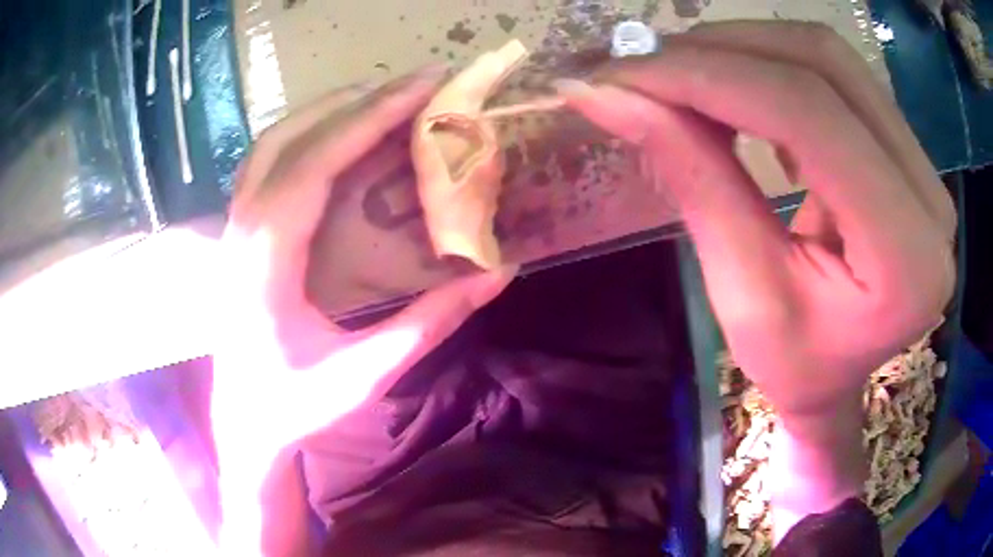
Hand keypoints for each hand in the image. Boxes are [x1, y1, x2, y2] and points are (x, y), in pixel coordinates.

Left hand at [211, 67, 514, 464]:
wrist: (243, 425)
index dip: (371, 118)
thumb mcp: (365, 375)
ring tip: (384, 97)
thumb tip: (497, 273)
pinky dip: (306, 133)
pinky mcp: (237, 232)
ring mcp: (233, 227)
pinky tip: (337, 132)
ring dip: (328, 110)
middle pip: (292, 137)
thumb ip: (430, 323)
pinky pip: (266, 162)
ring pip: (273, 143)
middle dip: (356, 101)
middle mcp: (241, 228)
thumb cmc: (294, 407)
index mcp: (265, 258)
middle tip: (416, 84)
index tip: (423, 88)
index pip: (316, 162)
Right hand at [560, 20, 954, 537]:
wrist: (840, 379)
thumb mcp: (743, 297)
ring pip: (828, 57)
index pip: (810, 115)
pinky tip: (730, 88)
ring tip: (676, 72)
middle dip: (719, 50)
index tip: (619, 73)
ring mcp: (924, 165)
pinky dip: (769, 64)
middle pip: (824, 65)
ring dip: (740, 48)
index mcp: (908, 260)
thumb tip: (612, 96)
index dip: (708, 77)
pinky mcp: (906, 149)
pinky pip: (835, 75)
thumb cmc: (795, 369)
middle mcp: (930, 198)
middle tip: (639, 64)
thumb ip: (694, 180)